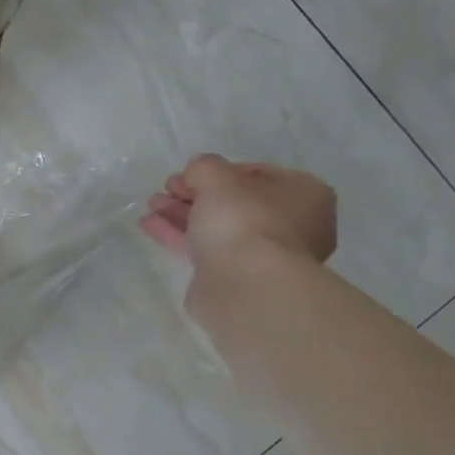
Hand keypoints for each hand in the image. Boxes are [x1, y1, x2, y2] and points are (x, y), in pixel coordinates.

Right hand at [139, 155, 336, 273]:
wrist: (246, 287)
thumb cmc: (243, 221)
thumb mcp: (217, 178)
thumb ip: (204, 167)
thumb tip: (196, 173)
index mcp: (304, 195)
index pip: (257, 174)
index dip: (218, 171)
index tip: (187, 175)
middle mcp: (292, 225)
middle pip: (234, 203)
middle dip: (196, 194)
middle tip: (166, 189)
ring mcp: (264, 255)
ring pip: (217, 228)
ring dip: (183, 214)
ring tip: (151, 205)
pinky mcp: (237, 279)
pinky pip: (206, 250)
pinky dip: (180, 236)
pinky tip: (150, 225)